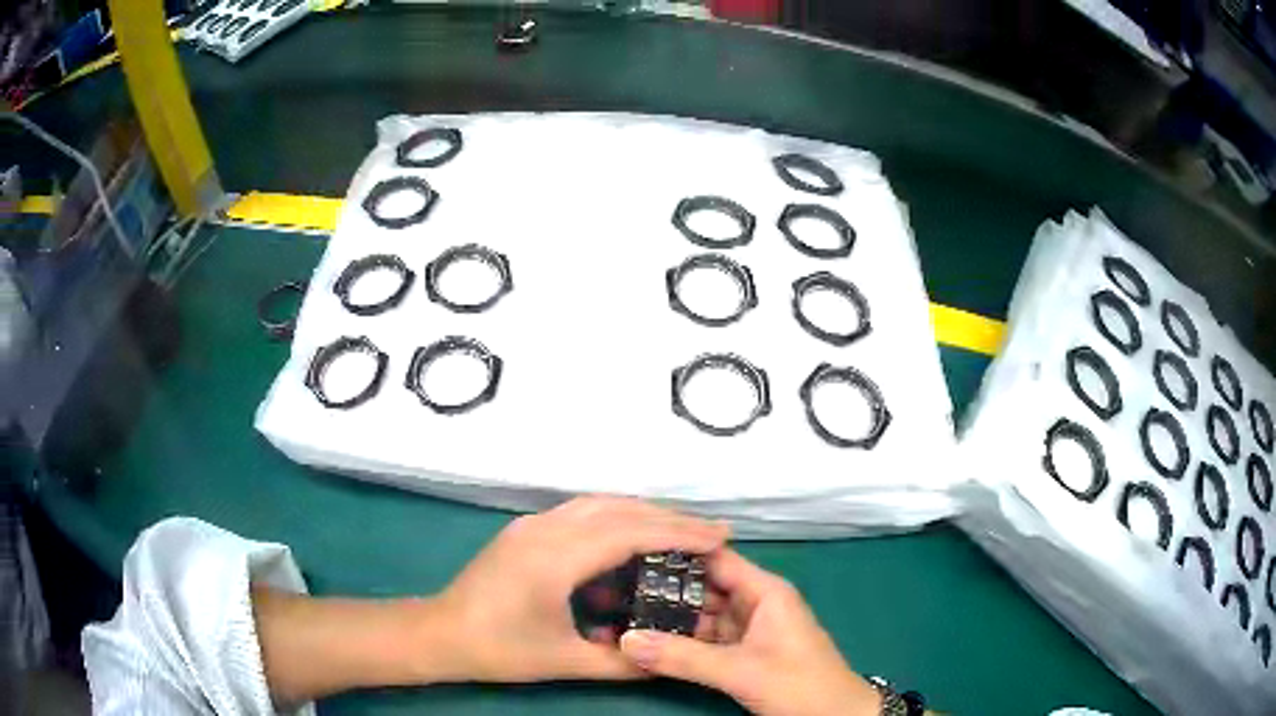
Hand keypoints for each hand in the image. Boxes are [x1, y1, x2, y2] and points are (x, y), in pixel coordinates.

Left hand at [437, 496, 729, 682]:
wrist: (440, 633)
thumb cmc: (499, 650)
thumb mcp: (564, 661)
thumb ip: (622, 663)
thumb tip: (670, 661)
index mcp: (555, 559)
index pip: (630, 532)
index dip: (679, 531)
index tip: (720, 536)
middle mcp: (545, 529)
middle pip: (619, 508)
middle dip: (670, 517)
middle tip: (712, 531)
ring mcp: (532, 524)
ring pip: (600, 504)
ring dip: (644, 512)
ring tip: (681, 531)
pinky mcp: (526, 530)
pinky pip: (581, 512)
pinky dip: (617, 518)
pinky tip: (633, 538)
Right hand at [618, 549, 881, 715]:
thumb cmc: (798, 684)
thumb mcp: (740, 671)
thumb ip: (683, 658)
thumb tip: (624, 640)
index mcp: (764, 591)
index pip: (715, 558)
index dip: (676, 553)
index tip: (629, 551)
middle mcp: (754, 603)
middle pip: (703, 587)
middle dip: (663, 589)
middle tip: (614, 588)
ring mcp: (748, 629)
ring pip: (701, 616)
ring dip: (668, 619)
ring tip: (621, 613)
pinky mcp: (743, 653)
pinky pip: (705, 640)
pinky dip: (680, 642)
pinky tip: (648, 643)